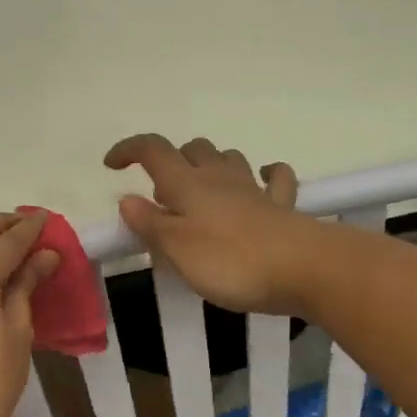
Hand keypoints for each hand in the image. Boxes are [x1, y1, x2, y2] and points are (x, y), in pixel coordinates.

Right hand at [103, 135, 316, 315]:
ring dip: (210, 165)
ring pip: (228, 158)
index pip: (153, 150)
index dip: (130, 149)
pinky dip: (265, 175)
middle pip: (192, 149)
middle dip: (172, 161)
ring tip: (200, 192)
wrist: (304, 268)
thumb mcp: (177, 249)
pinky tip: (260, 182)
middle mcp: (219, 177)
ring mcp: (254, 189)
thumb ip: (150, 224)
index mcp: (188, 184)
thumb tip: (128, 199)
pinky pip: (274, 178)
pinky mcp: (282, 206)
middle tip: (162, 196)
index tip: (112, 165)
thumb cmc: (231, 261)